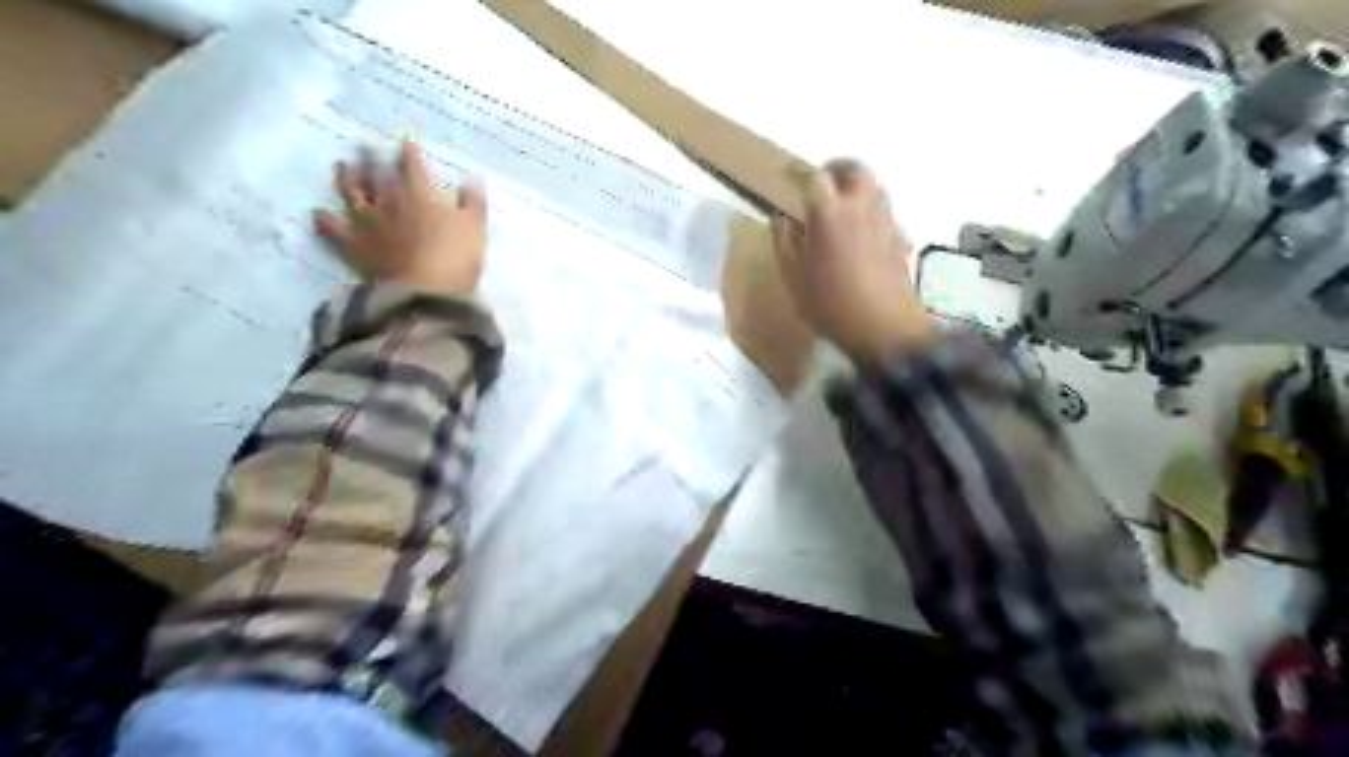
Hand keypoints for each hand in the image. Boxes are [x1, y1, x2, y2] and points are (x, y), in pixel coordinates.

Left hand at [312, 139, 486, 295]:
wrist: (425, 293)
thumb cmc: (455, 259)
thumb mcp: (475, 229)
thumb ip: (473, 203)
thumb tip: (472, 179)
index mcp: (420, 195)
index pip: (412, 165)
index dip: (409, 151)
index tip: (405, 140)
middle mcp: (388, 201)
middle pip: (375, 173)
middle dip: (371, 157)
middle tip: (363, 144)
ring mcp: (367, 223)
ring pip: (352, 193)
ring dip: (346, 177)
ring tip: (342, 166)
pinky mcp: (353, 246)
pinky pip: (333, 230)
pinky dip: (324, 220)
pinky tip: (317, 213)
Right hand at [769, 156, 938, 363]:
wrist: (883, 328)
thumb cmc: (829, 304)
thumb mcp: (793, 278)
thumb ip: (784, 243)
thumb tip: (782, 219)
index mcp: (828, 213)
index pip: (814, 178)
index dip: (799, 174)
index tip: (789, 177)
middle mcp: (860, 208)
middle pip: (855, 170)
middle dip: (837, 170)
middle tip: (823, 182)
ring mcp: (885, 222)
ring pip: (875, 188)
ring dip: (857, 188)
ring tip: (842, 207)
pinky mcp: (900, 240)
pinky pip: (885, 215)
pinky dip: (872, 214)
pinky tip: (863, 235)